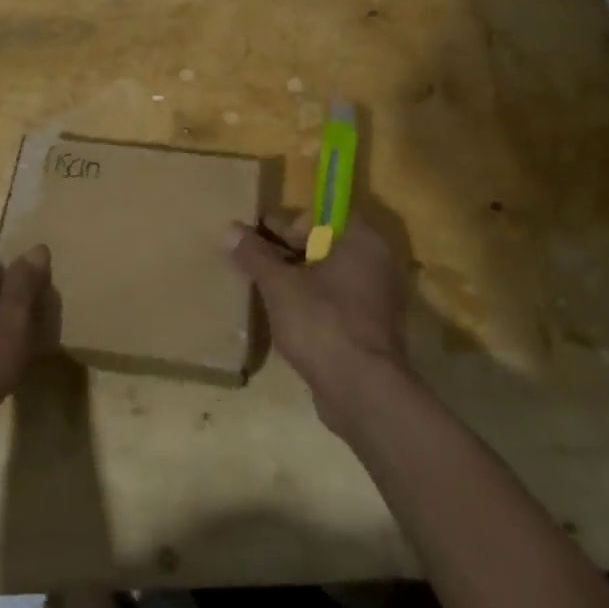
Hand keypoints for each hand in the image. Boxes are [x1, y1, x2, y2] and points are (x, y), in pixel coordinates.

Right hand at [228, 213, 410, 435]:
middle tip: (254, 267)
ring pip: (329, 278)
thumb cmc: (321, 323)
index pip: (320, 216)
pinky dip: (313, 306)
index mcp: (361, 241)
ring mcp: (378, 298)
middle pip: (324, 246)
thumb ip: (254, 254)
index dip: (286, 226)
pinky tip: (285, 319)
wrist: (362, 391)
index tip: (258, 243)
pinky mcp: (372, 329)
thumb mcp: (278, 285)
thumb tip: (230, 229)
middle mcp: (377, 262)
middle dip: (287, 254)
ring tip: (263, 292)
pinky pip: (337, 304)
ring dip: (298, 282)